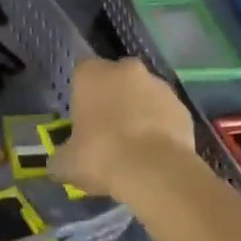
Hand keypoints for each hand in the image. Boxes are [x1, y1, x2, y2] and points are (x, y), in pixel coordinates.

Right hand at [50, 57, 197, 202]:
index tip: (83, 120)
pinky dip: (162, 127)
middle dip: (114, 98)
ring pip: (144, 94)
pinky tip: (156, 153)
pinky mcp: (182, 106)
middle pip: (116, 79)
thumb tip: (58, 163)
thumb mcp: (66, 163)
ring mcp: (158, 85)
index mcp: (91, 73)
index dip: (83, 95)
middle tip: (109, 131)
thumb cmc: (101, 156)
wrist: (154, 172)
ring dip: (140, 111)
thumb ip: (60, 157)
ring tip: (136, 147)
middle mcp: (125, 69)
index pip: (82, 73)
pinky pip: (166, 114)